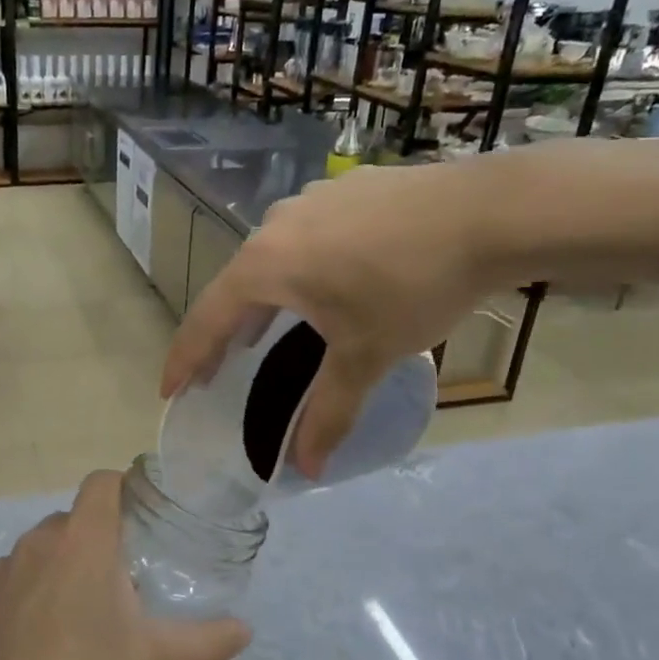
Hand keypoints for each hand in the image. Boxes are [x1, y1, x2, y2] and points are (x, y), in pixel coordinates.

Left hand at [0, 470, 251, 659]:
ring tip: (76, 622)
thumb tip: (245, 631)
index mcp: (82, 541)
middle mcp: (37, 543)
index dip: (122, 489)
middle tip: (118, 587)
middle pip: (71, 522)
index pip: (101, 483)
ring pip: (37, 554)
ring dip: (58, 571)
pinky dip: (24, 600)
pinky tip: (35, 647)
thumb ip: (206, 642)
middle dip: (95, 543)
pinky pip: (8, 586)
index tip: (140, 520)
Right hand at [163, 160, 509, 476]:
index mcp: (265, 265)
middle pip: (235, 287)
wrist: (490, 211)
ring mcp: (311, 200)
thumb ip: (329, 414)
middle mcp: (275, 226)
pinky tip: (328, 281)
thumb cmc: (412, 287)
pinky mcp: (345, 188)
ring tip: (268, 330)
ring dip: (263, 298)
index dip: (185, 359)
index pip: (208, 319)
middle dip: (224, 333)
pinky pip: (306, 236)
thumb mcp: (366, 356)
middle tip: (218, 370)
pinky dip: (300, 268)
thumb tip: (304, 471)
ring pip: (271, 258)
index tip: (169, 390)